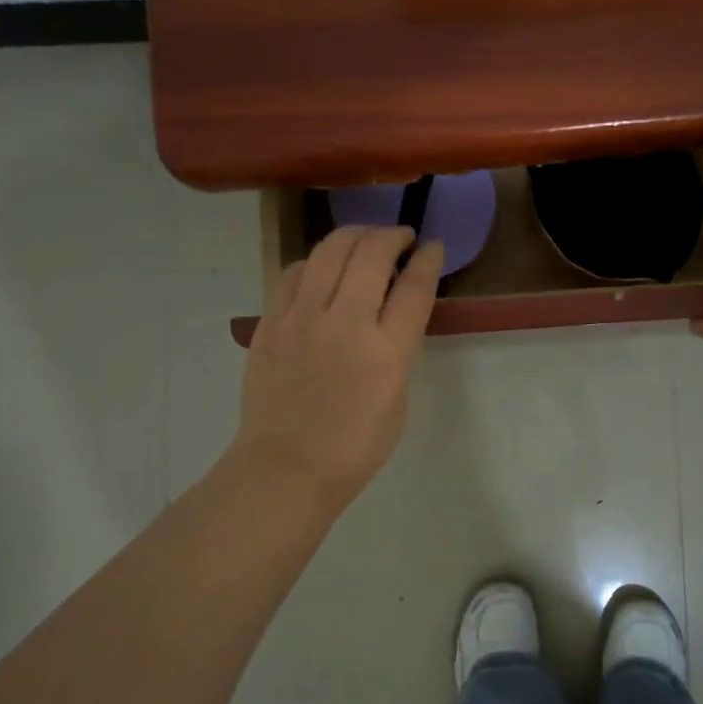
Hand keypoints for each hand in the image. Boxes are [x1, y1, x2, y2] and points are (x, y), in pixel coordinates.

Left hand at [231, 226, 443, 512]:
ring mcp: (301, 319)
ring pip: (329, 250)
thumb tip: (393, 310)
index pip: (415, 287)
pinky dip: (316, 261)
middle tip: (401, 237)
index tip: (432, 245)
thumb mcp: (398, 399)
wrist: (286, 468)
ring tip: (365, 241)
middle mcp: (345, 324)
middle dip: (392, 235)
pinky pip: (295, 272)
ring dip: (354, 236)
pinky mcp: (270, 322)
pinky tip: (323, 268)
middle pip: (372, 253)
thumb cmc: (354, 447)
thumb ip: (399, 348)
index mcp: (386, 353)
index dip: (428, 258)